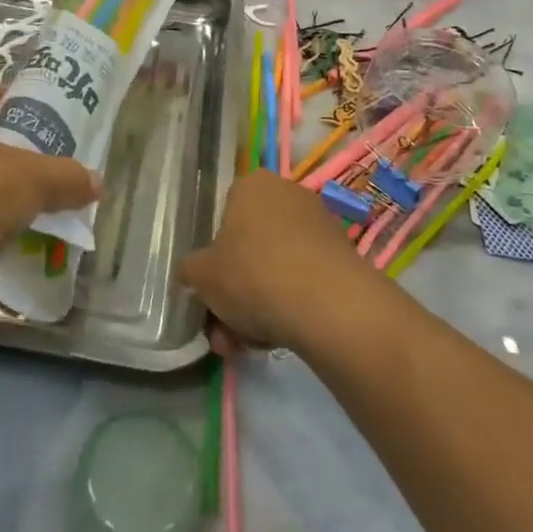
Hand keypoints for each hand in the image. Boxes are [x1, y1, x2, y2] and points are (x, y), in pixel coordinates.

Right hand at [179, 170, 377, 352]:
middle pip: (251, 246)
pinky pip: (304, 279)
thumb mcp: (202, 276)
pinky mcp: (342, 255)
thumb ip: (190, 270)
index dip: (214, 257)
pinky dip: (290, 305)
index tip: (211, 291)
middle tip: (225, 330)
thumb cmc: (253, 274)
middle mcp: (287, 194)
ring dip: (259, 306)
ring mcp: (319, 224)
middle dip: (235, 291)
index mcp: (251, 185)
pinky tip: (279, 339)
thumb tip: (191, 273)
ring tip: (248, 346)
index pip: (224, 215)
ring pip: (276, 267)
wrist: (329, 304)